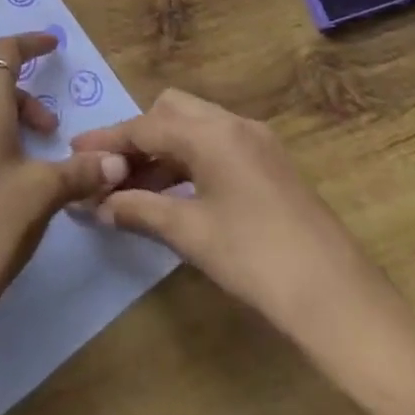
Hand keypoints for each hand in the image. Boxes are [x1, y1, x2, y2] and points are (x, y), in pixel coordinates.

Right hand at [70, 88, 371, 340]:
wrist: (341, 303)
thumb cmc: (256, 260)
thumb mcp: (189, 233)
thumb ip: (138, 210)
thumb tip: (96, 205)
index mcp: (212, 132)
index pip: (145, 126)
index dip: (107, 141)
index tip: (73, 153)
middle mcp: (235, 124)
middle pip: (171, 111)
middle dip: (137, 137)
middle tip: (110, 172)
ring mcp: (258, 143)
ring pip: (195, 129)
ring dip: (162, 152)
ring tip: (133, 191)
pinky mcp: (271, 166)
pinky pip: (216, 147)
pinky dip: (188, 162)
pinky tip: (174, 196)